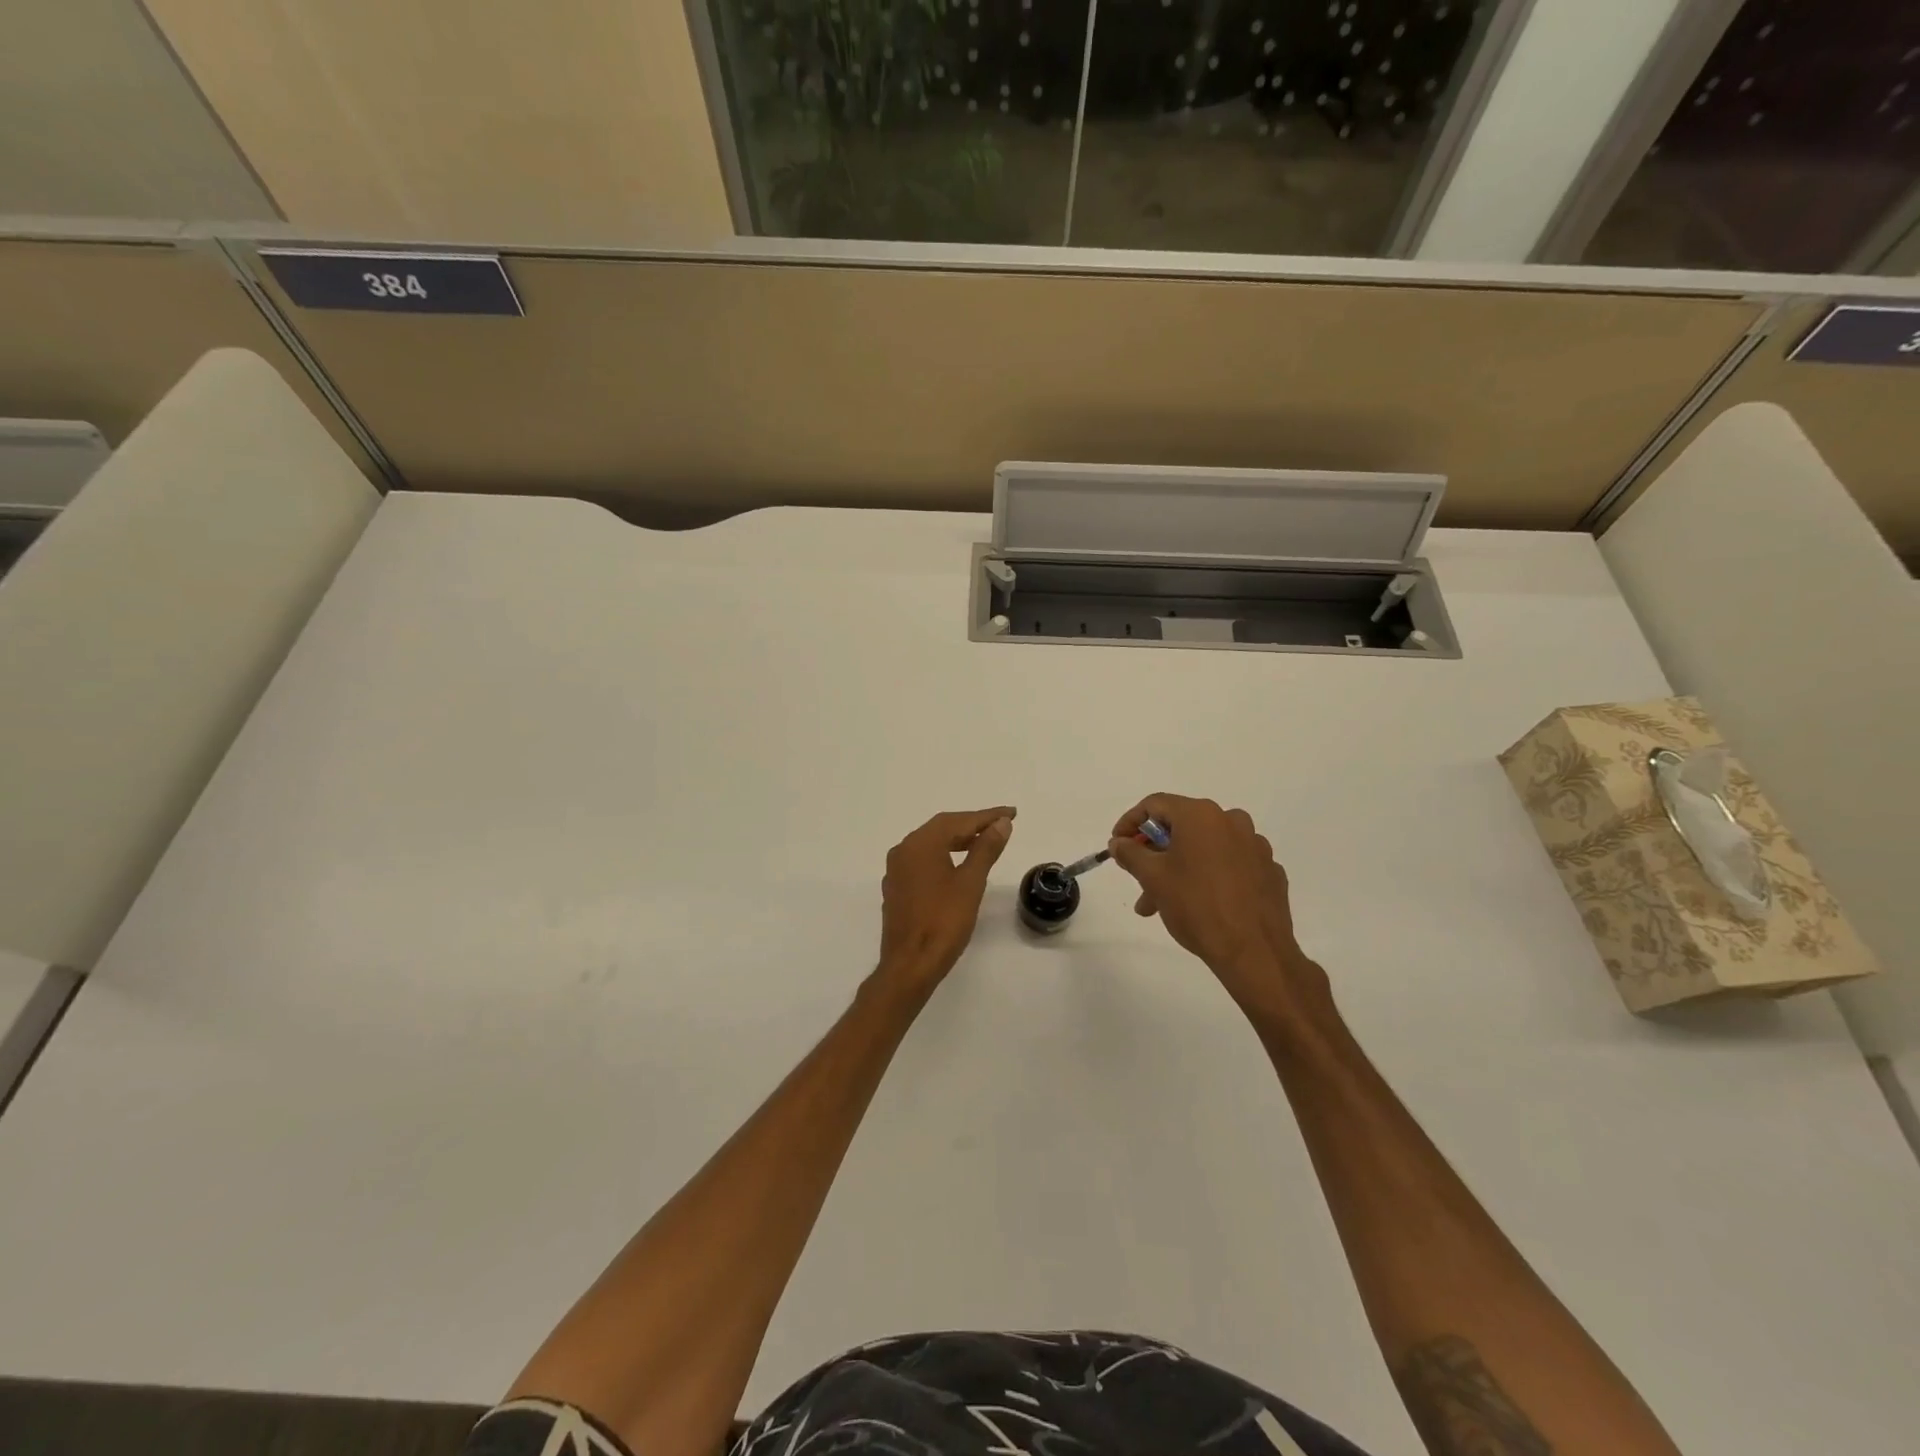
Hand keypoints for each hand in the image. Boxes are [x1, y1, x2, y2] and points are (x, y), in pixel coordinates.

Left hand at [877, 806, 1015, 992]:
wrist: (910, 965)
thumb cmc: (943, 922)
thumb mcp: (971, 883)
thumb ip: (985, 849)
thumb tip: (1001, 823)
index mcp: (920, 844)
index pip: (958, 821)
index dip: (987, 816)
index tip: (1011, 813)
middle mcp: (904, 850)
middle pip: (942, 828)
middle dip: (972, 825)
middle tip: (1001, 825)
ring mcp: (897, 870)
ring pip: (931, 844)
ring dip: (958, 839)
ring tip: (985, 842)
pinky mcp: (897, 888)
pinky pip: (923, 860)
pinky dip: (944, 855)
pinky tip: (958, 864)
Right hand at [1110, 794, 1330, 1024]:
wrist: (1254, 952)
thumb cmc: (1196, 906)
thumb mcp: (1152, 878)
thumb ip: (1130, 853)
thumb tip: (1119, 842)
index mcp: (1201, 815)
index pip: (1155, 804)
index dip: (1130, 822)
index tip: (1117, 846)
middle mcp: (1231, 821)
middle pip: (1181, 826)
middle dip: (1154, 853)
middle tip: (1138, 880)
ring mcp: (1255, 846)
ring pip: (1205, 848)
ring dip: (1179, 868)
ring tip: (1162, 903)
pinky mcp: (1268, 871)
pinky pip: (1230, 864)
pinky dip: (1210, 875)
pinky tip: (1201, 904)